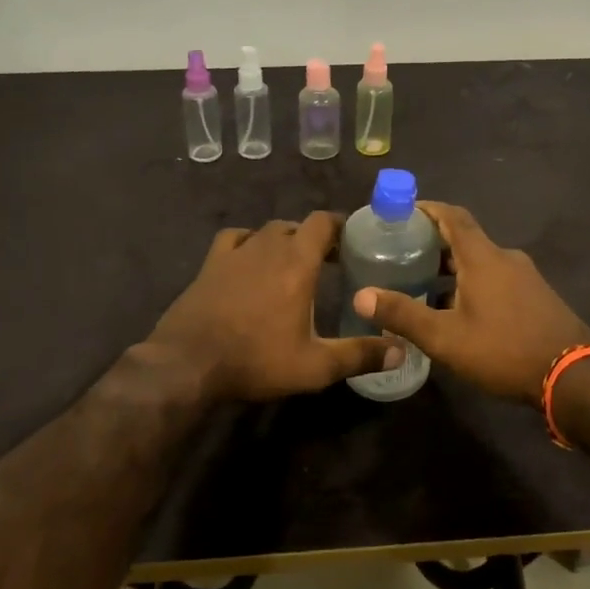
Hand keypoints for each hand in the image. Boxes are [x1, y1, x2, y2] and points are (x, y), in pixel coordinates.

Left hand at [150, 212, 399, 402]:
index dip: (341, 225)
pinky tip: (250, 260)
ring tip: (292, 263)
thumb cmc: (256, 359)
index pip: (323, 222)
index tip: (354, 240)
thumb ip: (360, 355)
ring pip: (267, 231)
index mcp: (297, 262)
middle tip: (331, 262)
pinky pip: (234, 238)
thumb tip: (401, 351)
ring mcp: (235, 252)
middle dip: (316, 238)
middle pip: (297, 226)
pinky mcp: (210, 263)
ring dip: (284, 241)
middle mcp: (268, 246)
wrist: (188, 362)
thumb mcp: (315, 366)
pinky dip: (248, 242)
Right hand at [353, 202, 589, 403]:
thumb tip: (360, 295)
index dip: (426, 209)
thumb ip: (403, 315)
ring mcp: (526, 277)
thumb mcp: (446, 337)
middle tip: (401, 254)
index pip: (452, 215)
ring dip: (452, 267)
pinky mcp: (536, 297)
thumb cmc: (504, 350)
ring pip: (480, 261)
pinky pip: (496, 278)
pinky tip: (458, 311)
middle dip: (432, 243)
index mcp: (483, 257)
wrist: (574, 378)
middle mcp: (505, 258)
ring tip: (422, 285)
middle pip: (465, 238)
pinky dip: (472, 283)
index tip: (400, 212)